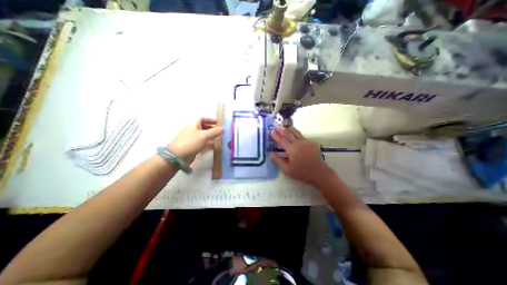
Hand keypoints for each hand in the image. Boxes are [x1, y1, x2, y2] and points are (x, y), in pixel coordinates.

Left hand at [168, 116, 223, 162]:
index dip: (211, 120)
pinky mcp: (193, 146)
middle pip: (204, 126)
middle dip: (213, 128)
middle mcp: (193, 129)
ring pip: (204, 135)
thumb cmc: (191, 142)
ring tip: (220, 138)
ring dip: (212, 136)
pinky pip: (203, 142)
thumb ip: (215, 132)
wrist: (177, 156)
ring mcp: (192, 138)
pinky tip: (215, 145)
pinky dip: (209, 143)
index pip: (203, 118)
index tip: (219, 123)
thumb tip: (224, 128)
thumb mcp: (204, 136)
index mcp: (193, 123)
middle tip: (221, 132)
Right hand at [271, 125, 335, 186]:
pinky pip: (302, 137)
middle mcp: (298, 143)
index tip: (271, 131)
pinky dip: (298, 135)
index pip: (281, 140)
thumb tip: (271, 154)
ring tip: (287, 126)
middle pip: (288, 134)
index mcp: (291, 149)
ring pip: (296, 133)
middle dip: (282, 130)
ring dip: (290, 129)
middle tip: (277, 125)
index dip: (276, 136)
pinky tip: (296, 135)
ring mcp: (306, 142)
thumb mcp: (287, 170)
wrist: (319, 172)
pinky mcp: (312, 143)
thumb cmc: (301, 172)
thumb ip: (278, 161)